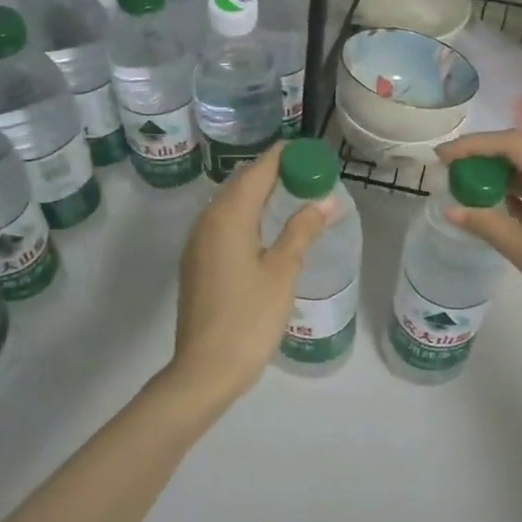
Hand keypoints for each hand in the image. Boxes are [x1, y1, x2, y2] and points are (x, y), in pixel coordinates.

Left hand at [165, 142, 329, 404]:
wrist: (205, 368)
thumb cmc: (249, 318)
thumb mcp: (282, 272)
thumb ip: (302, 231)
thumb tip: (324, 200)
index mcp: (229, 216)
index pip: (259, 170)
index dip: (285, 156)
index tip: (311, 153)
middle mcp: (208, 220)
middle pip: (242, 182)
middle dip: (274, 172)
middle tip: (309, 175)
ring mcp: (198, 242)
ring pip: (231, 203)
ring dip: (260, 193)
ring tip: (294, 196)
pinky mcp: (197, 261)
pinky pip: (224, 223)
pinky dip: (248, 214)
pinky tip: (267, 229)